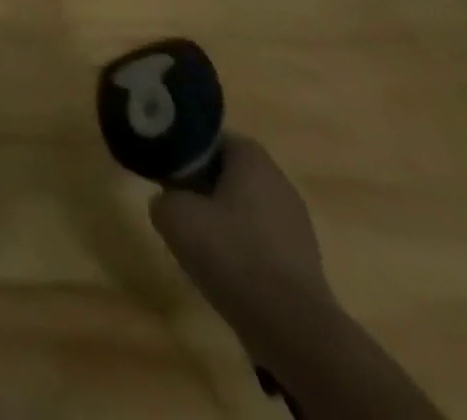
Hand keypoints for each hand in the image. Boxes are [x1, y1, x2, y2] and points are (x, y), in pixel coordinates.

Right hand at [150, 135, 334, 338]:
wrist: (293, 329)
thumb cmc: (231, 253)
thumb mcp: (173, 216)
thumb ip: (162, 197)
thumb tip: (169, 202)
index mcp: (251, 157)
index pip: (210, 137)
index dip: (184, 150)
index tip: (164, 168)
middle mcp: (279, 181)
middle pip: (229, 171)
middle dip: (202, 183)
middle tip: (175, 201)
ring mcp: (297, 223)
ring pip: (245, 207)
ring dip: (222, 217)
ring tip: (197, 239)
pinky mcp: (304, 262)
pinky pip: (261, 240)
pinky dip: (241, 247)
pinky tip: (224, 268)